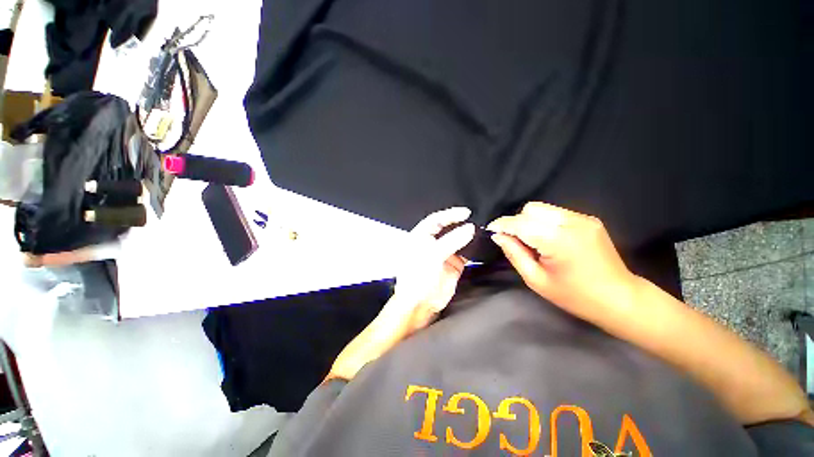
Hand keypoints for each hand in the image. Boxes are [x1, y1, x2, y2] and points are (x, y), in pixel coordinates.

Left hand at [327, 207, 474, 381]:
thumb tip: (470, 228)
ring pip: (458, 240)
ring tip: (482, 230)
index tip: (466, 212)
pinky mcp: (454, 265)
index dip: (450, 214)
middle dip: (461, 223)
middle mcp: (432, 243)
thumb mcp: (433, 254)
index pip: (436, 220)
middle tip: (477, 219)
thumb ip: (452, 240)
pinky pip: (466, 253)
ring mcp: (444, 254)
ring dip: (468, 236)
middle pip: (448, 228)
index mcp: (421, 237)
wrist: (420, 304)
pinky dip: (473, 249)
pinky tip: (481, 245)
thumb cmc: (418, 276)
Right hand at [487, 202, 639, 321]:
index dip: (502, 224)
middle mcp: (571, 223)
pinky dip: (544, 222)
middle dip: (517, 222)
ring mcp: (583, 219)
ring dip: (530, 221)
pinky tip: (549, 239)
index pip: (520, 223)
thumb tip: (498, 236)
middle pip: (531, 209)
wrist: (620, 298)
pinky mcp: (589, 219)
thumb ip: (514, 254)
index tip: (491, 230)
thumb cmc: (575, 296)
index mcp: (558, 241)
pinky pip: (556, 213)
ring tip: (533, 241)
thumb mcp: (536, 280)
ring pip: (542, 208)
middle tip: (515, 240)